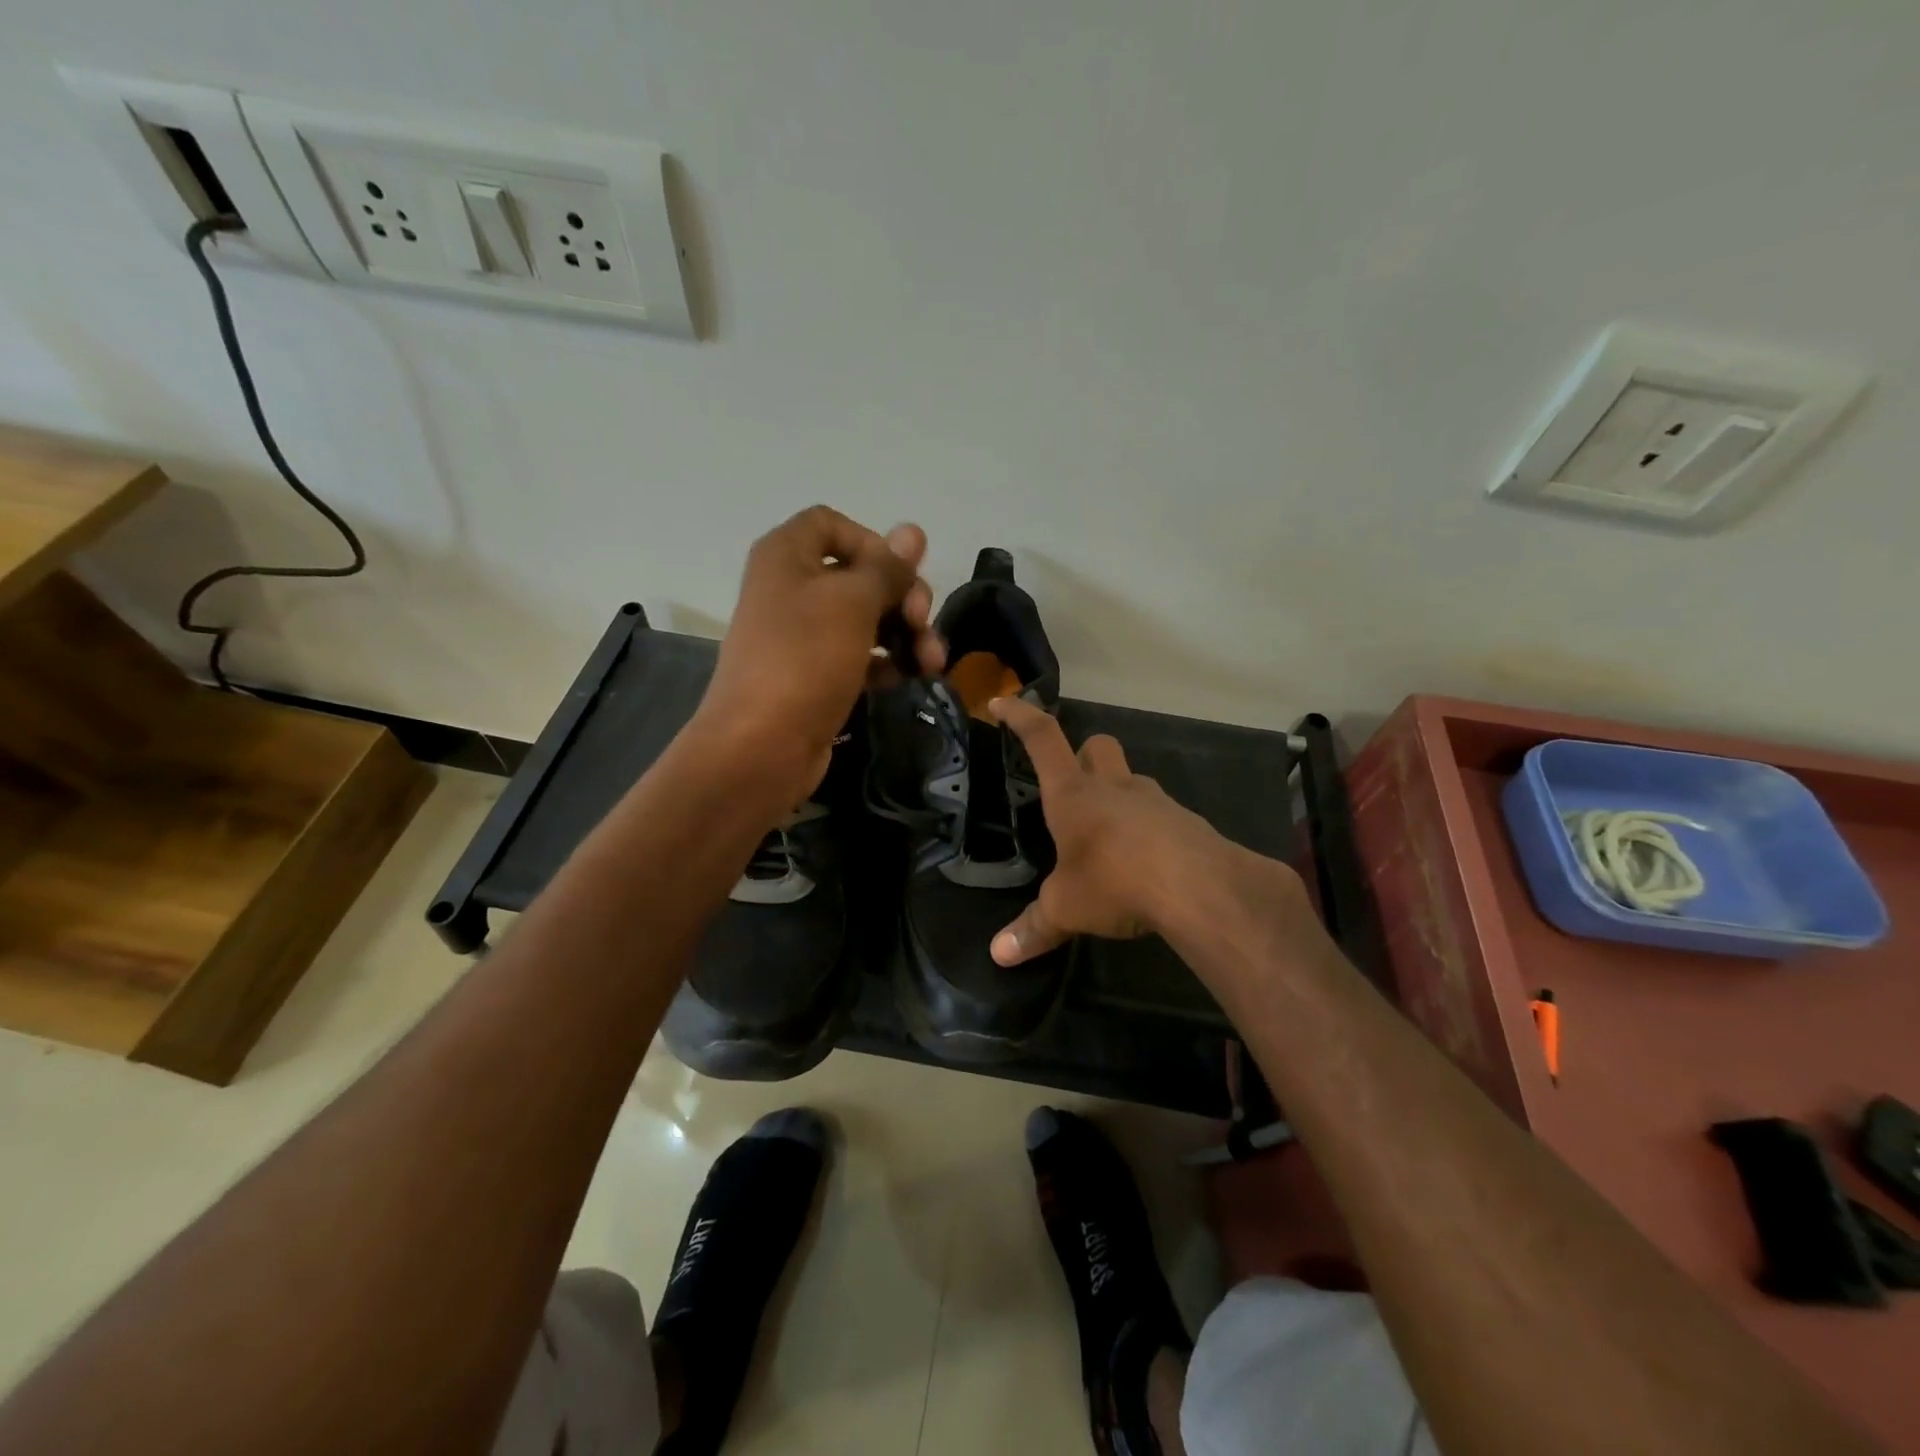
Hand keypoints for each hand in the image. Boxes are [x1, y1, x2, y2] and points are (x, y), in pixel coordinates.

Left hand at [697, 506, 944, 807]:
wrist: (762, 745)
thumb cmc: (805, 659)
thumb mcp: (853, 603)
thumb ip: (888, 568)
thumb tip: (912, 531)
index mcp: (787, 555)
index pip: (834, 525)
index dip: (874, 544)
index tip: (900, 576)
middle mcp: (792, 588)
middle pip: (861, 575)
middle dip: (903, 597)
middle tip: (922, 624)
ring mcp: (803, 635)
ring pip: (867, 618)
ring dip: (906, 635)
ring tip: (932, 664)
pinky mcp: (816, 675)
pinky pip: (860, 655)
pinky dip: (887, 662)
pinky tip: (908, 679)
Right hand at [988, 695, 1245, 965]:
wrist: (1201, 887)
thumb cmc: (1116, 881)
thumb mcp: (1066, 908)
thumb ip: (1034, 928)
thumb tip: (999, 955)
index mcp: (1074, 795)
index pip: (1043, 740)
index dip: (1020, 717)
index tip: (1002, 702)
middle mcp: (1114, 788)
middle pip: (1098, 746)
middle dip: (1084, 754)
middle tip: (1074, 784)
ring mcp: (1156, 802)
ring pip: (1132, 781)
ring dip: (1118, 797)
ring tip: (1108, 841)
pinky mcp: (1187, 824)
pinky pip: (1161, 816)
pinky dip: (1148, 831)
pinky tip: (1145, 866)